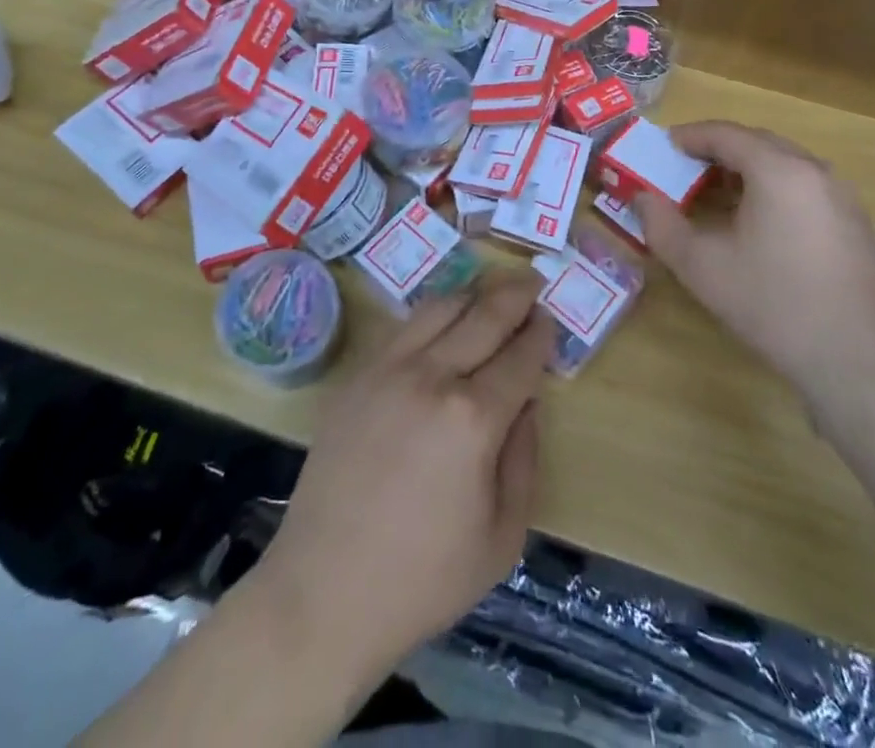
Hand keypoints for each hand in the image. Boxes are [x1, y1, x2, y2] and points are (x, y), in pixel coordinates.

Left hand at [253, 269, 556, 683]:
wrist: (325, 590)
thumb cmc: (423, 578)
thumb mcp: (502, 537)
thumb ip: (524, 459)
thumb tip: (526, 403)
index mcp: (473, 419)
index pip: (519, 357)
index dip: (539, 336)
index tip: (549, 321)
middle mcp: (432, 377)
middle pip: (483, 316)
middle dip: (514, 296)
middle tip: (531, 283)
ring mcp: (388, 370)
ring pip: (440, 308)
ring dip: (473, 294)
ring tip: (491, 291)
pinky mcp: (357, 376)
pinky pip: (403, 327)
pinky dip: (432, 314)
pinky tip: (443, 320)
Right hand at [632, 122, 874, 400]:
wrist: (855, 360)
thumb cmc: (771, 304)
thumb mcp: (701, 266)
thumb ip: (662, 225)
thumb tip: (641, 197)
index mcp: (778, 170)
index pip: (725, 133)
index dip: (689, 136)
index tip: (663, 146)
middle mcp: (814, 170)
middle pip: (757, 142)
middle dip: (716, 149)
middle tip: (683, 168)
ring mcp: (841, 195)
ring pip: (784, 163)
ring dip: (746, 168)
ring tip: (714, 194)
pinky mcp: (854, 221)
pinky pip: (804, 185)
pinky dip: (772, 187)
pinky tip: (756, 220)